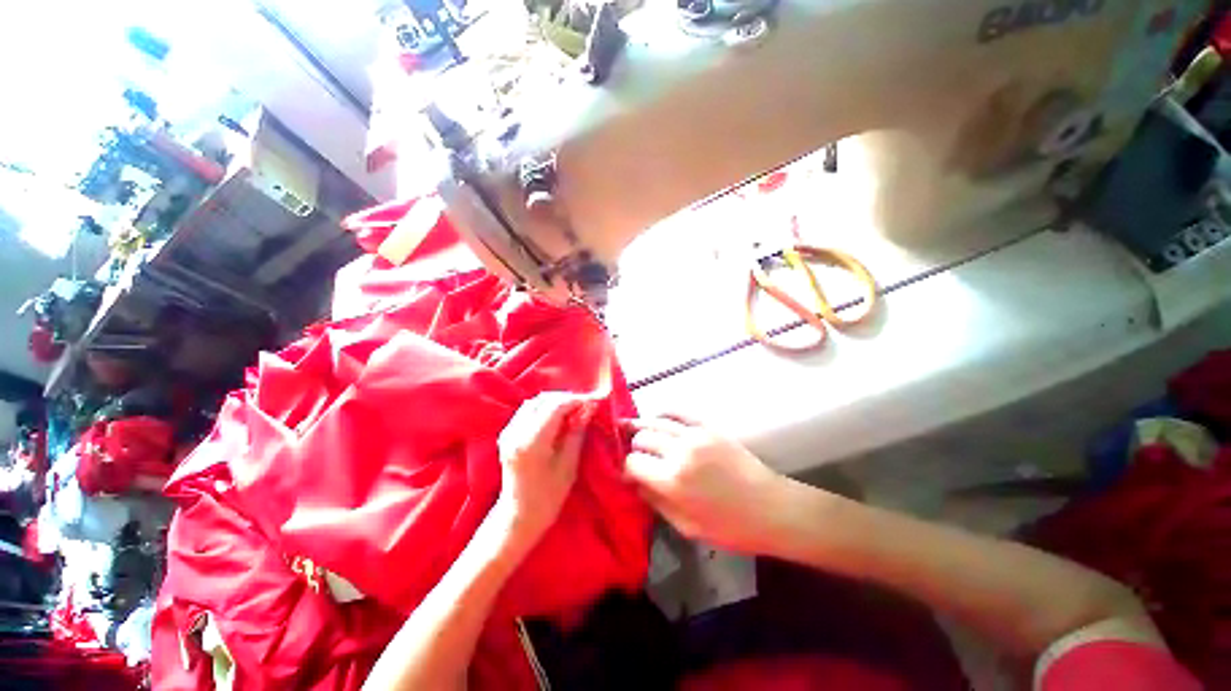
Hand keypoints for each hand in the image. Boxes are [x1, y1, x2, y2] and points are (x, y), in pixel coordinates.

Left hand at [493, 392, 594, 552]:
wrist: (519, 515)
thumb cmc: (549, 497)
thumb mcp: (568, 465)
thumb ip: (576, 433)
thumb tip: (588, 409)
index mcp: (532, 442)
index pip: (555, 407)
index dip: (575, 401)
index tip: (592, 402)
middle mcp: (516, 432)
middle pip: (542, 400)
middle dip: (565, 399)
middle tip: (584, 405)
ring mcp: (508, 432)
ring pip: (533, 402)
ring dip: (554, 402)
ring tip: (572, 410)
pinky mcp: (507, 435)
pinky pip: (526, 411)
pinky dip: (543, 408)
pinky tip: (556, 417)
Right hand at [624, 415, 789, 553]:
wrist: (771, 508)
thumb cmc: (729, 527)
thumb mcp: (686, 526)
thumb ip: (655, 502)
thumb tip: (635, 483)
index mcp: (672, 481)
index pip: (633, 463)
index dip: (626, 469)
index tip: (627, 475)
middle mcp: (679, 451)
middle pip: (642, 438)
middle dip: (634, 447)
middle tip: (635, 456)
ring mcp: (695, 434)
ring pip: (656, 421)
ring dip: (642, 426)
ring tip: (630, 427)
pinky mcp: (708, 426)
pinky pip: (679, 412)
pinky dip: (664, 413)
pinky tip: (656, 417)